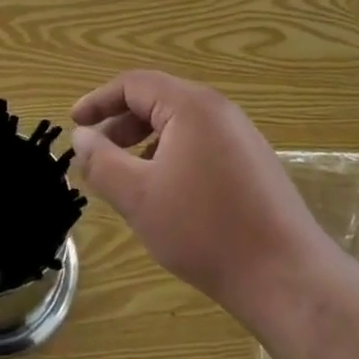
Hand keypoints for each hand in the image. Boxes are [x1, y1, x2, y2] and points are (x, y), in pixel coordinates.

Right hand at [70, 71, 331, 323]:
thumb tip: (82, 137)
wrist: (285, 274)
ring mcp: (241, 135)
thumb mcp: (139, 196)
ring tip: (125, 177)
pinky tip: (165, 192)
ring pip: (180, 124)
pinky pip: (201, 143)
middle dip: (120, 124)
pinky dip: (172, 155)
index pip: (134, 84)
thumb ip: (103, 162)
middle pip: (158, 100)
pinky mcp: (253, 162)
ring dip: (145, 142)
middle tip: (95, 155)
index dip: (99, 101)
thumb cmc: (204, 230)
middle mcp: (219, 109)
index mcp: (191, 105)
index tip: (73, 123)